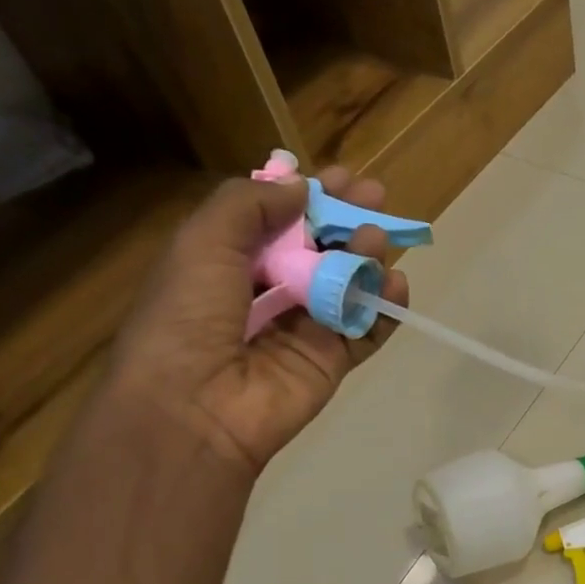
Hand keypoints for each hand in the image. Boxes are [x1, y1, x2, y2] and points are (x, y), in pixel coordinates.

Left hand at [108, 167, 408, 473]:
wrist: (194, 406)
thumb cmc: (187, 317)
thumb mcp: (202, 243)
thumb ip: (249, 205)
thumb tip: (301, 188)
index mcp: (230, 263)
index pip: (279, 221)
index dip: (309, 197)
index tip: (341, 176)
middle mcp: (270, 293)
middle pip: (320, 249)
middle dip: (347, 220)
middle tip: (377, 196)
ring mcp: (305, 330)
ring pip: (347, 285)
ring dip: (366, 258)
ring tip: (377, 240)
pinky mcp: (331, 362)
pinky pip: (366, 331)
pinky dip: (386, 309)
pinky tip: (396, 285)